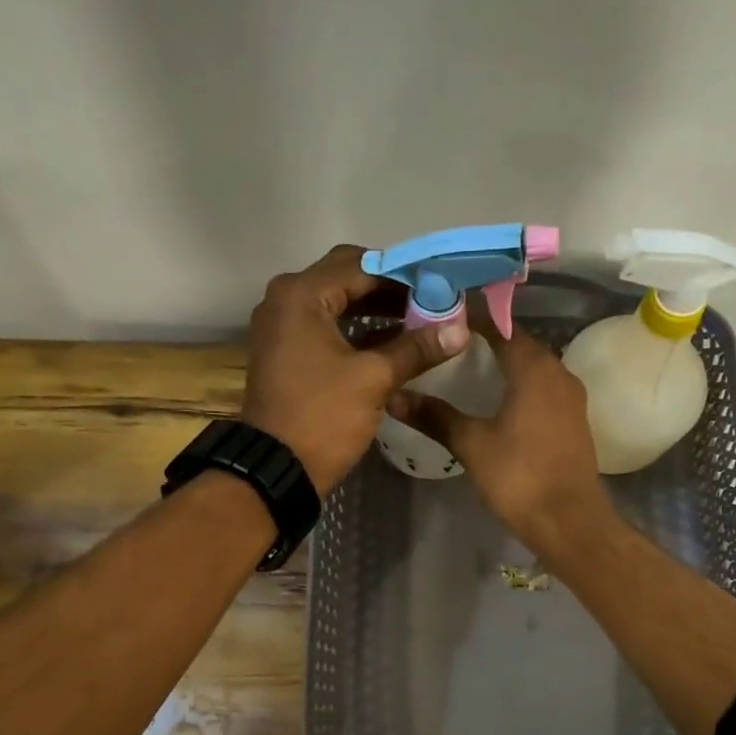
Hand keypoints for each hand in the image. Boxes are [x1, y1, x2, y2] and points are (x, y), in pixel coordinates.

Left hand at [242, 245, 466, 491]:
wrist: (277, 469)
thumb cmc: (323, 417)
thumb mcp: (374, 379)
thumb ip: (416, 348)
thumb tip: (458, 329)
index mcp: (302, 295)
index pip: (362, 265)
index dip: (405, 274)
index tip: (441, 285)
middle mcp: (286, 300)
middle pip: (347, 279)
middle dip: (390, 291)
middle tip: (432, 303)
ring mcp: (283, 327)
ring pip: (337, 305)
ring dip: (376, 312)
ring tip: (420, 324)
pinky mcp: (287, 353)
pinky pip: (327, 329)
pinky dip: (357, 332)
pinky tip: (393, 345)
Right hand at [387, 322, 616, 553]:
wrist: (569, 521)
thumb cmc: (519, 476)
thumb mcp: (471, 444)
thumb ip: (435, 416)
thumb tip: (394, 396)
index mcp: (534, 368)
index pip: (501, 327)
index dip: (473, 317)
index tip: (442, 312)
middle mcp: (558, 372)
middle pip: (520, 344)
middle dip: (487, 338)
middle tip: (448, 339)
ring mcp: (570, 398)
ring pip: (534, 367)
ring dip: (505, 362)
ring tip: (468, 366)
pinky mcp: (573, 420)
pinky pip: (542, 388)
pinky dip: (519, 384)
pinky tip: (496, 399)